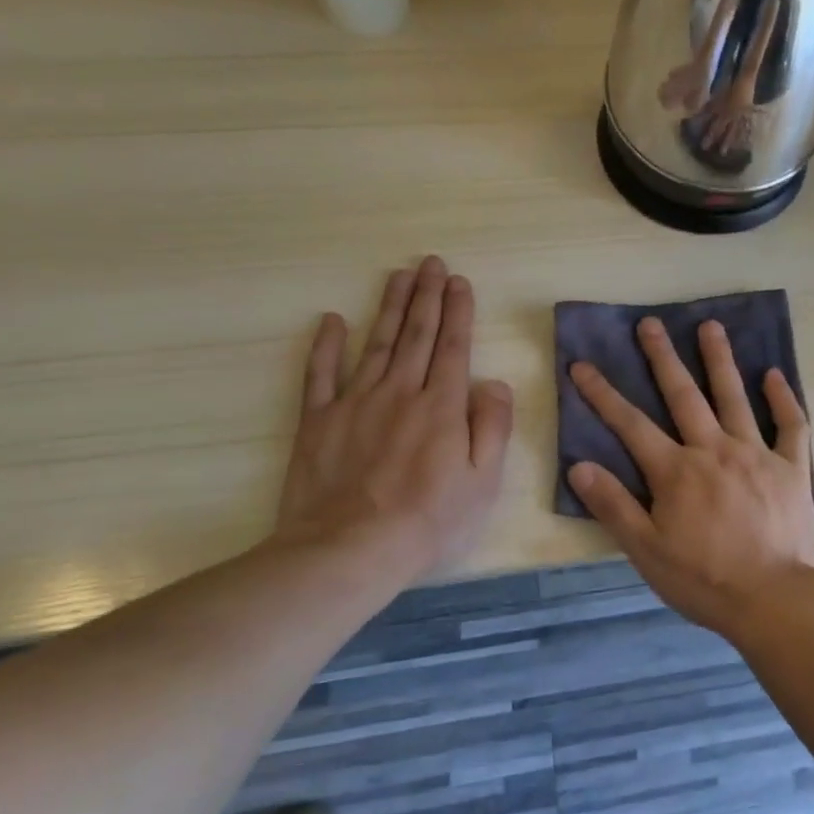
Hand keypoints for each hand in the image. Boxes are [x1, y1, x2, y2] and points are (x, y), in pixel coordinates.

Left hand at [274, 256, 512, 580]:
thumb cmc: (428, 521)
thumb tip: (495, 383)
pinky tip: (333, 320)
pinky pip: (321, 374)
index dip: (458, 311)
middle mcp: (401, 392)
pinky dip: (326, 345)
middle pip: (417, 335)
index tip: (460, 281)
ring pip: (377, 343)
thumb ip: (493, 427)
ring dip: (391, 307)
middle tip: (431, 263)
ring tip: (400, 275)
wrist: (348, 551)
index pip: (454, 347)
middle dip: (427, 296)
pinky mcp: (318, 421)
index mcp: (442, 406)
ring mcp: (356, 403)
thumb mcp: (483, 482)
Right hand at [568, 317, 813, 641]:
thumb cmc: (705, 580)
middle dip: (662, 358)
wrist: (776, 600)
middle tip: (650, 323)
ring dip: (720, 360)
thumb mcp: (647, 551)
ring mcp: (756, 454)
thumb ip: (614, 506)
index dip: (603, 394)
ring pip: (734, 397)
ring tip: (710, 326)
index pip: (630, 424)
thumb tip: (580, 465)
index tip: (582, 365)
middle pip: (683, 395)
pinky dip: (783, 398)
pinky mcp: (792, 467)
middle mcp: (714, 450)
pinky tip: (773, 374)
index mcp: (676, 471)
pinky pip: (791, 425)